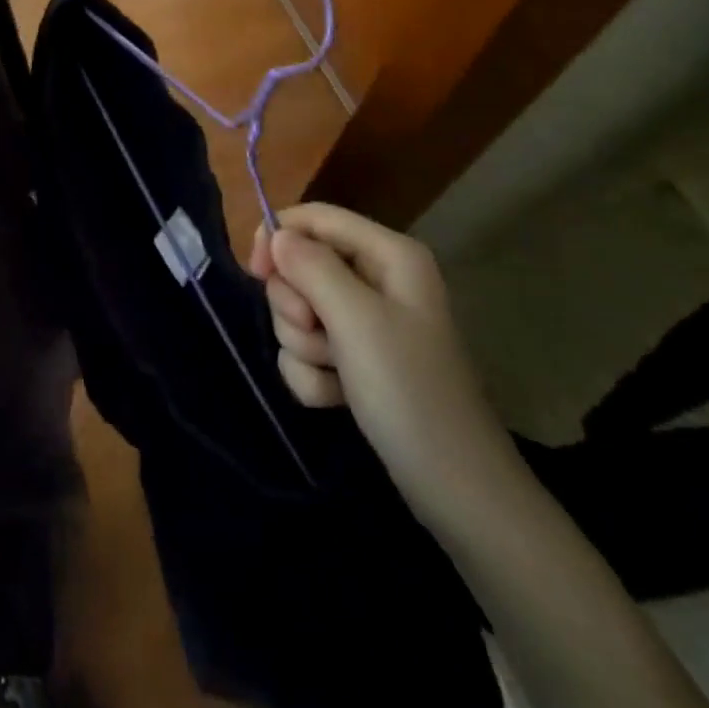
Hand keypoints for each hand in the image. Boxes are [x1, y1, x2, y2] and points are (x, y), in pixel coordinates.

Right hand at [249, 202, 510, 509]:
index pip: (316, 218)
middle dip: (296, 306)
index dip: (279, 236)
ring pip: (299, 311)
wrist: (454, 489)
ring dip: (303, 346)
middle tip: (316, 335)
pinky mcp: (356, 361)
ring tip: (335, 374)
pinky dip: (312, 374)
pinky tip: (336, 398)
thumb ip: (311, 267)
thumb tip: (277, 234)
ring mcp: (366, 323)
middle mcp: (377, 279)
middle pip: (301, 265)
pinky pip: (308, 349)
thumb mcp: (355, 319)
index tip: (253, 272)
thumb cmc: (408, 390)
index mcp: (388, 254)